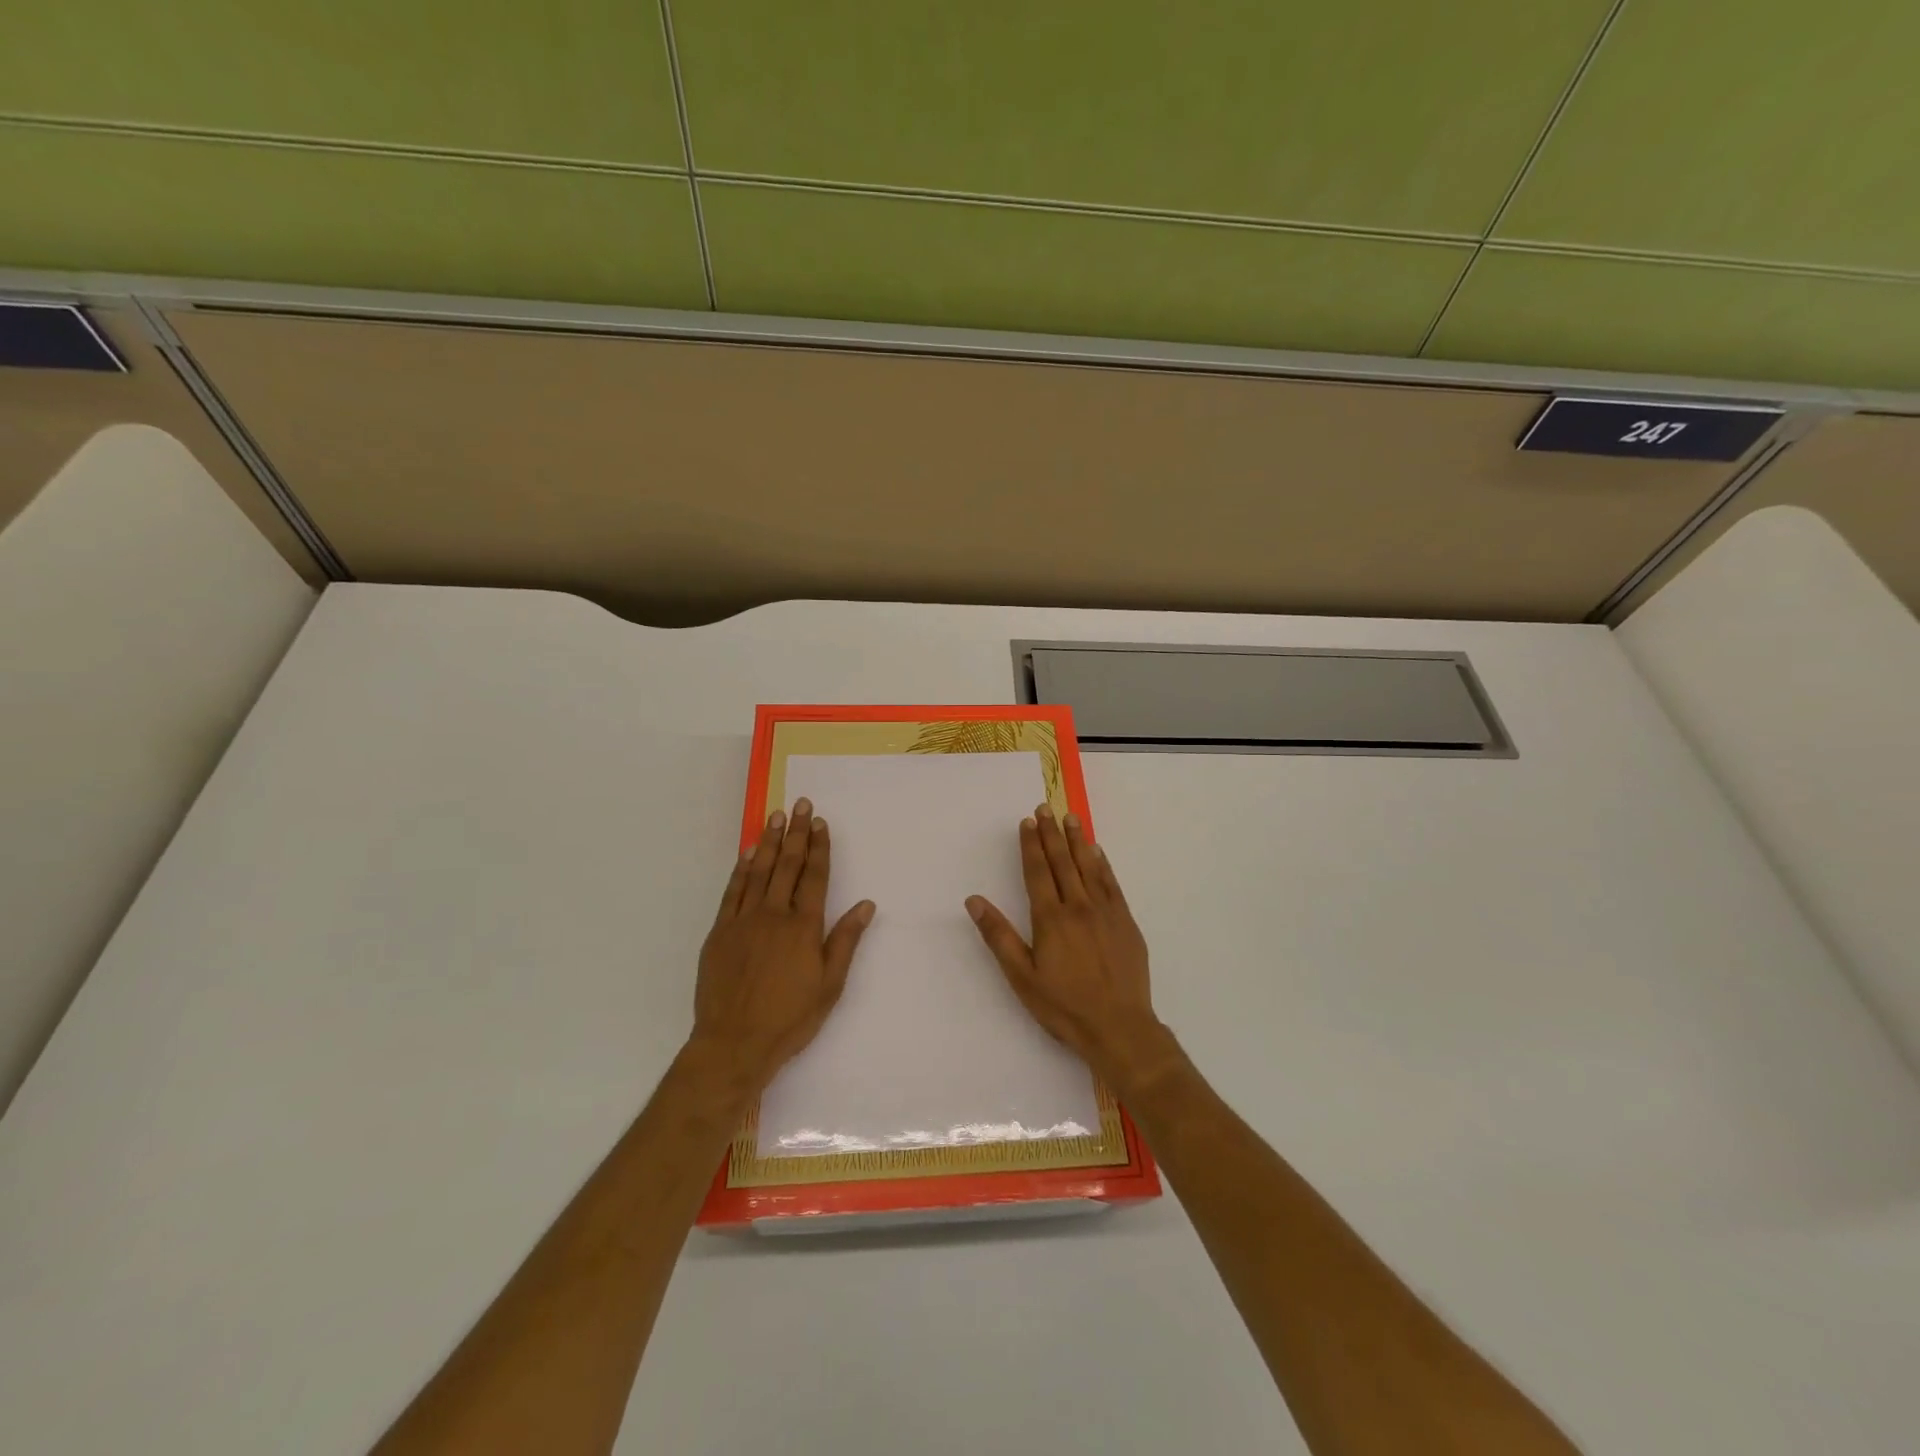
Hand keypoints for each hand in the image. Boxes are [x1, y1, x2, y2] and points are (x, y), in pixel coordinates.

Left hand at [691, 798, 875, 1089]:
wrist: (734, 1043)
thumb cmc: (790, 1018)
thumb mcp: (830, 985)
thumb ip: (845, 941)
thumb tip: (866, 905)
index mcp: (804, 927)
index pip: (814, 876)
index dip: (818, 847)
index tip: (819, 822)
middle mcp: (774, 915)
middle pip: (787, 865)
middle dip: (795, 833)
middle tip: (800, 804)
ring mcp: (744, 921)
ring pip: (758, 872)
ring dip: (767, 842)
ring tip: (775, 817)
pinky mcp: (720, 932)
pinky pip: (732, 892)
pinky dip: (740, 870)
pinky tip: (746, 854)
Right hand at [966, 805, 1172, 1089]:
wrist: (1119, 1027)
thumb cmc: (1064, 1006)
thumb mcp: (1021, 976)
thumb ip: (998, 936)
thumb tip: (974, 901)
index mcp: (1050, 918)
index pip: (1038, 872)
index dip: (1031, 845)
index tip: (1027, 822)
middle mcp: (1078, 906)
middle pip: (1063, 862)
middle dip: (1052, 834)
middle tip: (1046, 808)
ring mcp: (1105, 912)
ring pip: (1089, 867)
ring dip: (1078, 841)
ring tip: (1071, 818)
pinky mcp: (1126, 922)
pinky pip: (1112, 884)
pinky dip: (1103, 864)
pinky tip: (1098, 852)